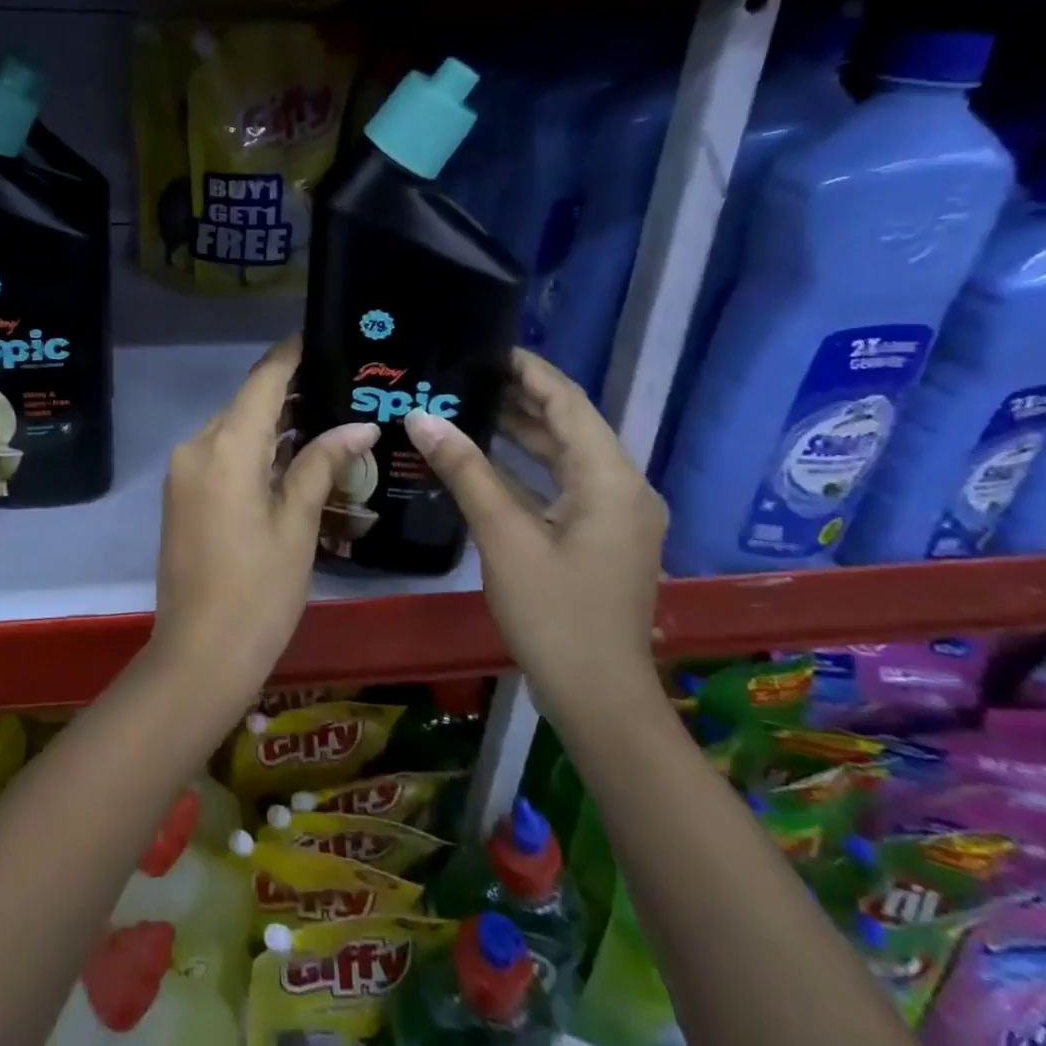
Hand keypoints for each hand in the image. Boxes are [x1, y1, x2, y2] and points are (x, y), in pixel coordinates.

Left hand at [151, 336, 379, 708]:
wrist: (199, 655)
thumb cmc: (258, 592)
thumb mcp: (298, 525)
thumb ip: (322, 464)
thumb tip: (359, 426)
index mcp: (225, 449)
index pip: (263, 382)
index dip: (290, 356)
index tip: (321, 336)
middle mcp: (197, 447)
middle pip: (247, 403)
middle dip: (289, 392)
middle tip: (340, 385)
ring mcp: (185, 471)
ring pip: (234, 429)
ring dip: (272, 423)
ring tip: (325, 415)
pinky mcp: (183, 493)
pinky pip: (221, 454)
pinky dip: (254, 448)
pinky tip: (291, 454)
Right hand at [404, 348, 666, 720]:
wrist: (599, 700)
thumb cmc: (555, 613)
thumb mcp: (504, 536)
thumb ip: (466, 471)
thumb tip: (423, 417)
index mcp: (610, 479)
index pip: (568, 402)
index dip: (530, 370)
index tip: (486, 346)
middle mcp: (622, 488)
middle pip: (569, 425)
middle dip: (520, 398)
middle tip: (464, 374)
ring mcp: (614, 516)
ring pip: (565, 457)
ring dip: (521, 432)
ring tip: (467, 405)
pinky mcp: (601, 538)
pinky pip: (563, 486)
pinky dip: (526, 469)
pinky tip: (484, 461)